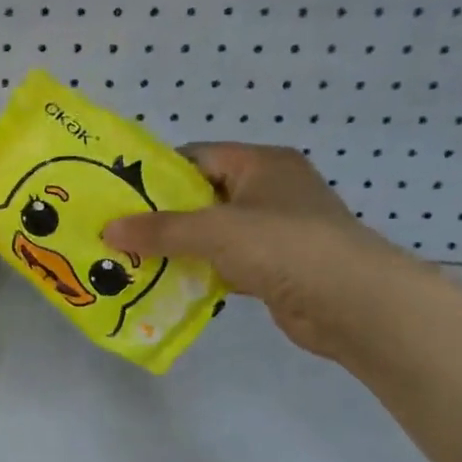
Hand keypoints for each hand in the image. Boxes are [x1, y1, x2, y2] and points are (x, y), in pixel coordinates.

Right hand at [104, 144, 423, 359]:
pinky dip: (199, 271)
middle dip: (161, 215)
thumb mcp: (214, 231)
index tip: (118, 195)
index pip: (197, 157)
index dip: (157, 174)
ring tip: (132, 258)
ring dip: (178, 247)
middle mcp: (270, 190)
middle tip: (118, 230)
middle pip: (201, 196)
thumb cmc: (284, 247)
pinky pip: (225, 262)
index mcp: (262, 163)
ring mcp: (275, 230)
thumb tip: (108, 230)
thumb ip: (160, 230)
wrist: (354, 304)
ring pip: (212, 232)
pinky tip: (168, 283)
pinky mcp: (276, 267)